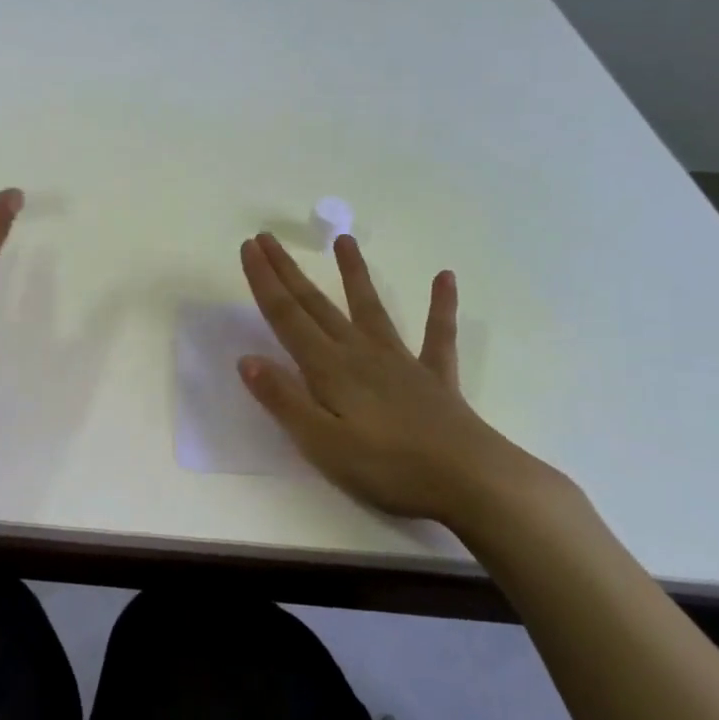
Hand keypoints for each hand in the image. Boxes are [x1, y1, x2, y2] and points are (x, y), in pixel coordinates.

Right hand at [237, 231, 559, 528]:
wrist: (471, 482)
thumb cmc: (387, 469)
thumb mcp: (321, 443)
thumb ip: (283, 399)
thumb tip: (247, 359)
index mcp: (329, 369)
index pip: (286, 317)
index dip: (265, 282)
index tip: (249, 247)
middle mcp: (360, 353)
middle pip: (316, 305)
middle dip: (288, 271)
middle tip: (268, 237)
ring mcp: (400, 361)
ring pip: (370, 308)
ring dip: (355, 273)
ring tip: (344, 240)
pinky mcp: (434, 377)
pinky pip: (437, 334)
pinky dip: (441, 305)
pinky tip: (445, 277)